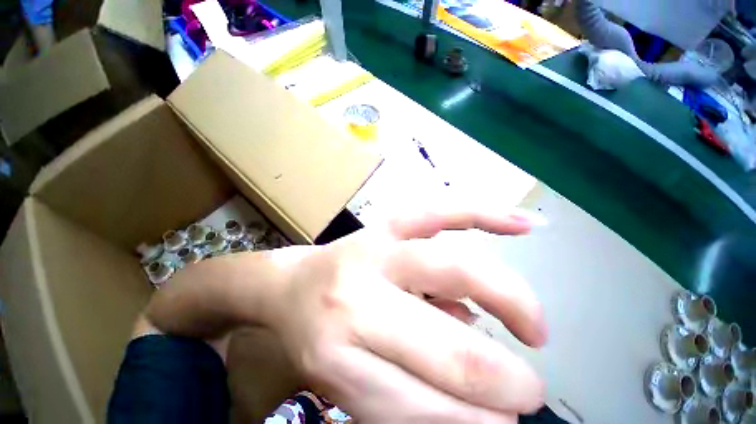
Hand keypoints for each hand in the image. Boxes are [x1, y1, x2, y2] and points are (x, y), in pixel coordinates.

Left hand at [260, 205, 547, 422]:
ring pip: (455, 270)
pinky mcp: (385, 224)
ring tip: (535, 328)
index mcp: (337, 358)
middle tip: (530, 388)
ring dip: (511, 302)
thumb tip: (485, 407)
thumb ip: (413, 399)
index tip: (506, 423)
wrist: (291, 286)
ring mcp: (374, 250)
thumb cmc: (317, 336)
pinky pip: (438, 214)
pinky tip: (523, 224)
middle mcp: (355, 301)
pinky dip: (483, 216)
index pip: (424, 408)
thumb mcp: (351, 386)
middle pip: (448, 350)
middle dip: (504, 379)